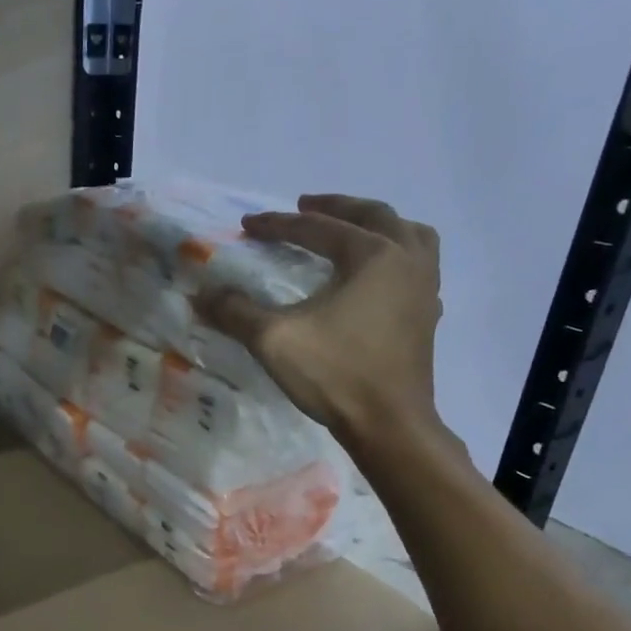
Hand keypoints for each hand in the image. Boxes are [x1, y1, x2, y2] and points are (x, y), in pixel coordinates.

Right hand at [196, 194, 444, 449]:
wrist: (389, 424)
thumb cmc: (335, 374)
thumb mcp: (274, 340)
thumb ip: (236, 311)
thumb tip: (203, 295)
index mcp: (372, 254)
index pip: (317, 228)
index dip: (277, 224)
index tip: (247, 225)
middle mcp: (406, 259)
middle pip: (372, 215)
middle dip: (334, 207)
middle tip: (304, 206)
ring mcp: (424, 287)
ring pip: (409, 233)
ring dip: (378, 224)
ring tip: (353, 229)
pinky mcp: (428, 314)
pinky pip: (419, 265)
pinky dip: (398, 255)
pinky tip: (380, 275)